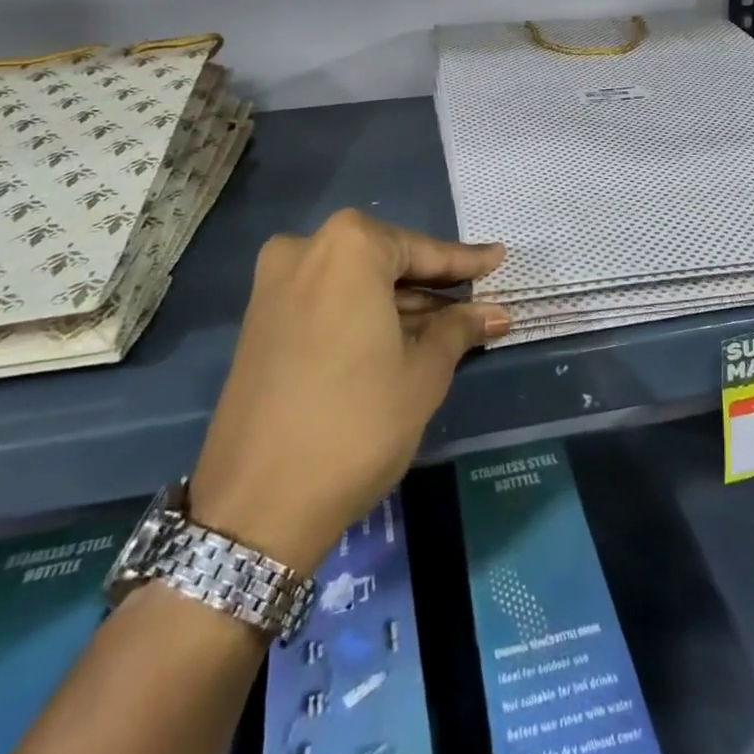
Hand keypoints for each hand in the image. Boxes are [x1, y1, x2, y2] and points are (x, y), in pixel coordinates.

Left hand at [189, 210, 508, 572]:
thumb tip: (494, 313)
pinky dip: (363, 314)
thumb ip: (459, 330)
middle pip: (385, 261)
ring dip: (399, 302)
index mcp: (349, 247)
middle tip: (476, 296)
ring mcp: (275, 284)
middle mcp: (306, 249)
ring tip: (449, 322)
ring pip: (355, 282)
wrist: (256, 506)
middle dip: (430, 285)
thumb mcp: (423, 373)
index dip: (464, 261)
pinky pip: (327, 301)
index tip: (497, 259)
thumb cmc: (357, 423)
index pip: (422, 251)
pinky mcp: (260, 320)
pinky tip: (401, 334)